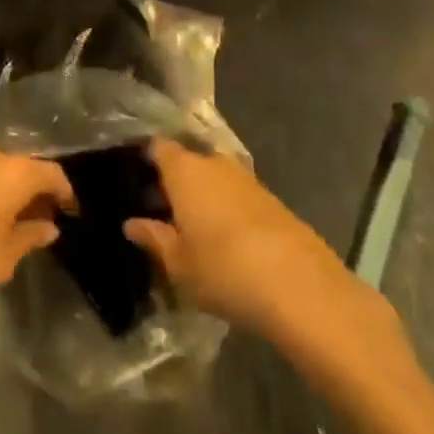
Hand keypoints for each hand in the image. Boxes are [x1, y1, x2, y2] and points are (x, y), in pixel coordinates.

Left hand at [0, 143, 74, 313]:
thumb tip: (47, 226)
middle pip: (24, 166)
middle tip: (40, 220)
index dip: (65, 192)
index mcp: (15, 171)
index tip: (71, 212)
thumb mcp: (1, 259)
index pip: (53, 173)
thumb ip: (29, 239)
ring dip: (6, 191)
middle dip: (35, 191)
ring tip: (7, 222)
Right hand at [125, 139, 408, 358]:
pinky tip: (226, 242)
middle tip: (161, 213)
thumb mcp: (178, 264)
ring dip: (204, 198)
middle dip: (175, 183)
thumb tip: (132, 224)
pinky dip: (227, 211)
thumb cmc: (224, 270)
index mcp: (184, 170)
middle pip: (188, 163)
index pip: (158, 148)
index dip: (146, 161)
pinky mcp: (272, 200)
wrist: (300, 285)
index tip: (135, 181)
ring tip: (193, 231)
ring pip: (214, 180)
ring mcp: (246, 179)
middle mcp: (214, 163)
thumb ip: (154, 238)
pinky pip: (237, 196)